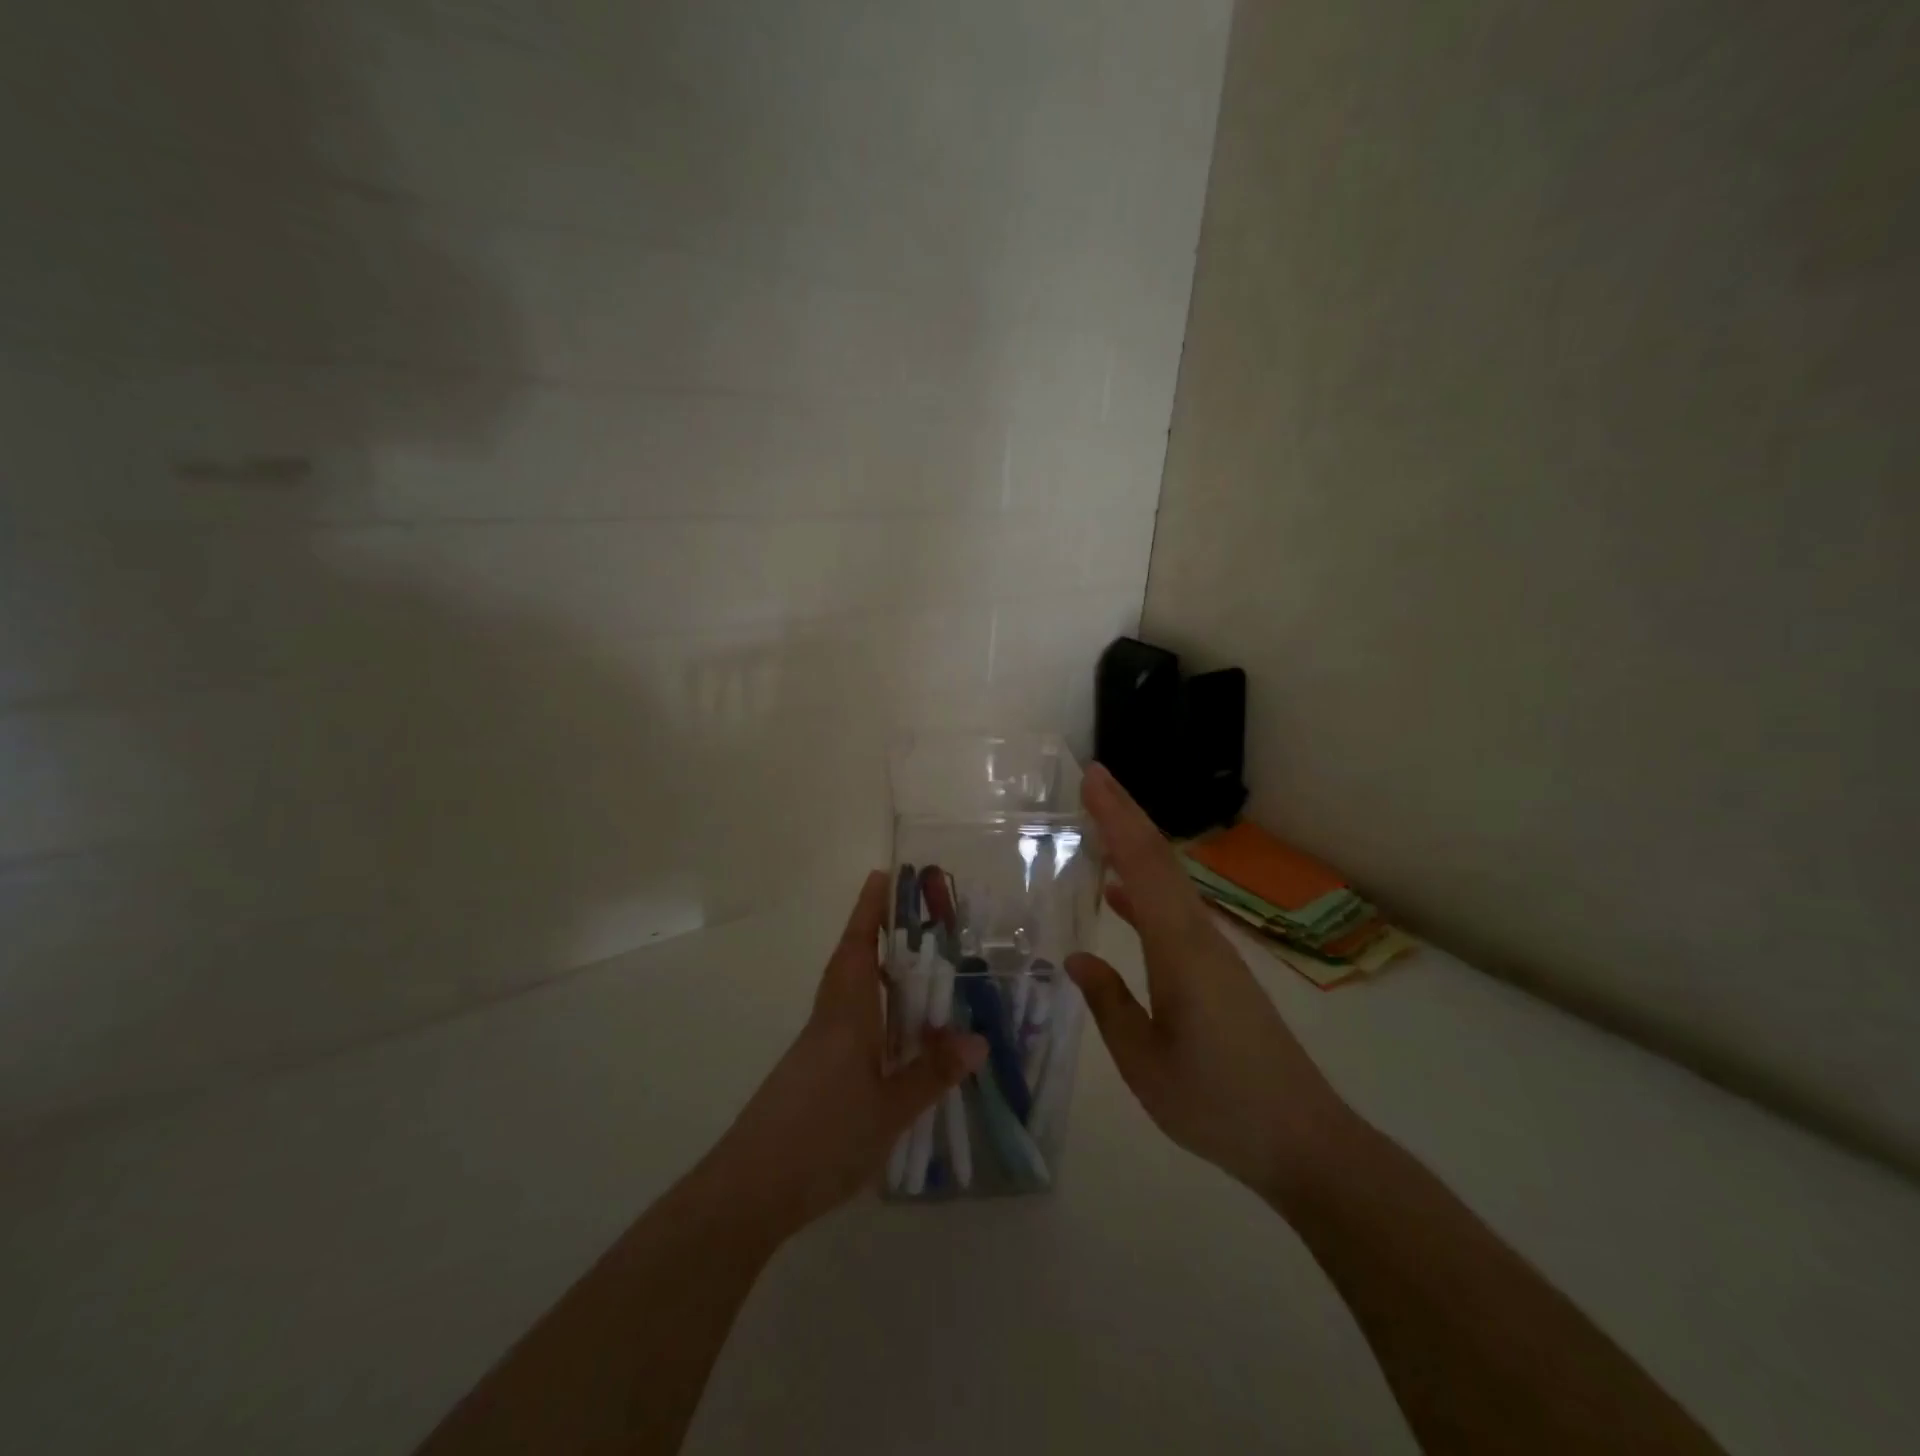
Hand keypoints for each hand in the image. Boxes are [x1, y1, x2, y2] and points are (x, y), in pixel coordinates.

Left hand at [705, 871, 986, 1238]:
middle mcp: (829, 1020)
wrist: (750, 1189)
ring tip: (917, 967)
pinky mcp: (813, 1072)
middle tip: (917, 917)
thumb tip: (977, 1038)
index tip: (881, 875)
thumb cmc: (822, 1136)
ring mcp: (818, 1047)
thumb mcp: (889, 1109)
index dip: (869, 910)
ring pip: (850, 994)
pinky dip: (874, 1012)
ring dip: (876, 972)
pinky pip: (849, 1024)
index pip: (856, 947)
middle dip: (877, 934)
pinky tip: (896, 1035)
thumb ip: (932, 1073)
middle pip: (851, 963)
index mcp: (846, 1015)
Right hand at [1067, 763, 1350, 1197]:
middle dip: (1126, 815)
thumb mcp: (1145, 1063)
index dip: (1117, 818)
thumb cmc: (1218, 1104)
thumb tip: (1077, 957)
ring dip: (1136, 846)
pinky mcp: (1220, 971)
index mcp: (1180, 951)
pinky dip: (1145, 891)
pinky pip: (1175, 913)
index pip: (1143, 867)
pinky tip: (1119, 896)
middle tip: (1092, 779)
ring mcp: (1214, 952)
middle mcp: (1201, 937)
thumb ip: (1109, 1004)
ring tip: (1098, 823)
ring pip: (1170, 882)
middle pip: (1160, 861)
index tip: (1093, 777)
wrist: (1303, 1141)